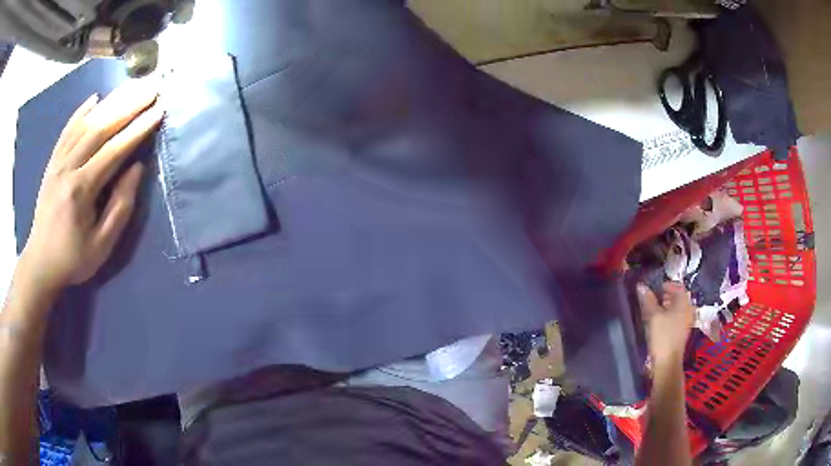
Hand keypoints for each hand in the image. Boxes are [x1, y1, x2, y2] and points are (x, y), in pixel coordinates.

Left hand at [19, 81, 162, 291]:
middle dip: (128, 105)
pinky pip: (67, 130)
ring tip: (131, 87)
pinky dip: (81, 111)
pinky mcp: (52, 162)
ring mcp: (58, 162)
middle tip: (151, 87)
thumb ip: (120, 207)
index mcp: (81, 190)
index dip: (138, 129)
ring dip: (110, 102)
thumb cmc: (73, 259)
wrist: (40, 262)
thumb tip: (136, 169)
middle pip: (100, 128)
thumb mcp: (102, 245)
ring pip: (85, 123)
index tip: (158, 110)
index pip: (114, 151)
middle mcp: (68, 167)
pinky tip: (95, 98)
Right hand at [637, 281, 695, 367]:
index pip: (678, 286)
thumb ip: (648, 300)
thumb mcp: (653, 316)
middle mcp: (686, 310)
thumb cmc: (663, 336)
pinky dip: (668, 316)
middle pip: (677, 297)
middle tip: (652, 298)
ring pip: (676, 309)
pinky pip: (675, 318)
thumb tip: (641, 286)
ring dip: (666, 306)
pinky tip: (658, 323)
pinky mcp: (680, 333)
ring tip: (653, 310)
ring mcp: (685, 323)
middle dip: (666, 295)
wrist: (668, 363)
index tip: (655, 287)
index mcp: (682, 303)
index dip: (667, 284)